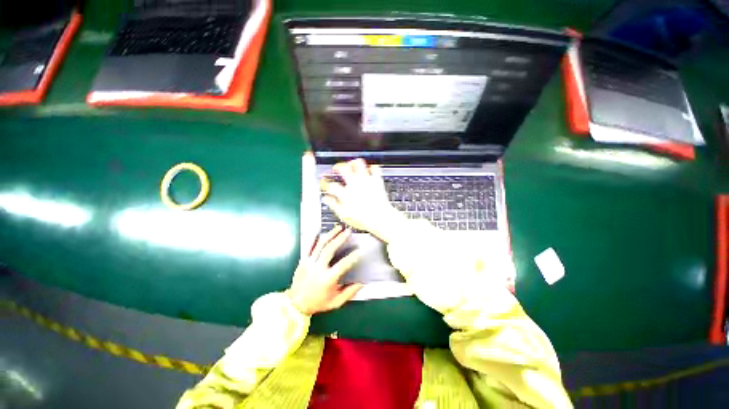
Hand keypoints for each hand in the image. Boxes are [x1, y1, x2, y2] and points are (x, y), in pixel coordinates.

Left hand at [287, 225, 363, 314]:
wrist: (295, 304)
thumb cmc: (318, 303)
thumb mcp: (336, 302)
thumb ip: (349, 292)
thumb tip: (362, 283)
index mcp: (327, 279)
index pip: (342, 265)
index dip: (351, 258)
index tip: (359, 251)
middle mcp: (317, 268)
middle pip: (329, 250)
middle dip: (340, 239)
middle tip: (348, 231)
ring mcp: (309, 263)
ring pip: (320, 245)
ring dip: (330, 235)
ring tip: (338, 227)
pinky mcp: (303, 260)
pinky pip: (308, 246)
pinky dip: (314, 238)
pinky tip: (320, 230)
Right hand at [321, 159, 406, 241]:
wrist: (381, 218)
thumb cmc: (364, 219)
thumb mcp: (345, 216)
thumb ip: (334, 205)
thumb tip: (326, 199)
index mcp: (346, 194)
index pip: (331, 185)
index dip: (325, 183)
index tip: (324, 183)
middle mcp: (355, 185)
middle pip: (343, 168)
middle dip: (337, 167)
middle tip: (336, 169)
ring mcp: (366, 181)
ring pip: (358, 164)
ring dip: (353, 163)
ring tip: (351, 165)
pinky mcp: (376, 180)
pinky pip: (374, 168)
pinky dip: (370, 167)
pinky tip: (367, 170)